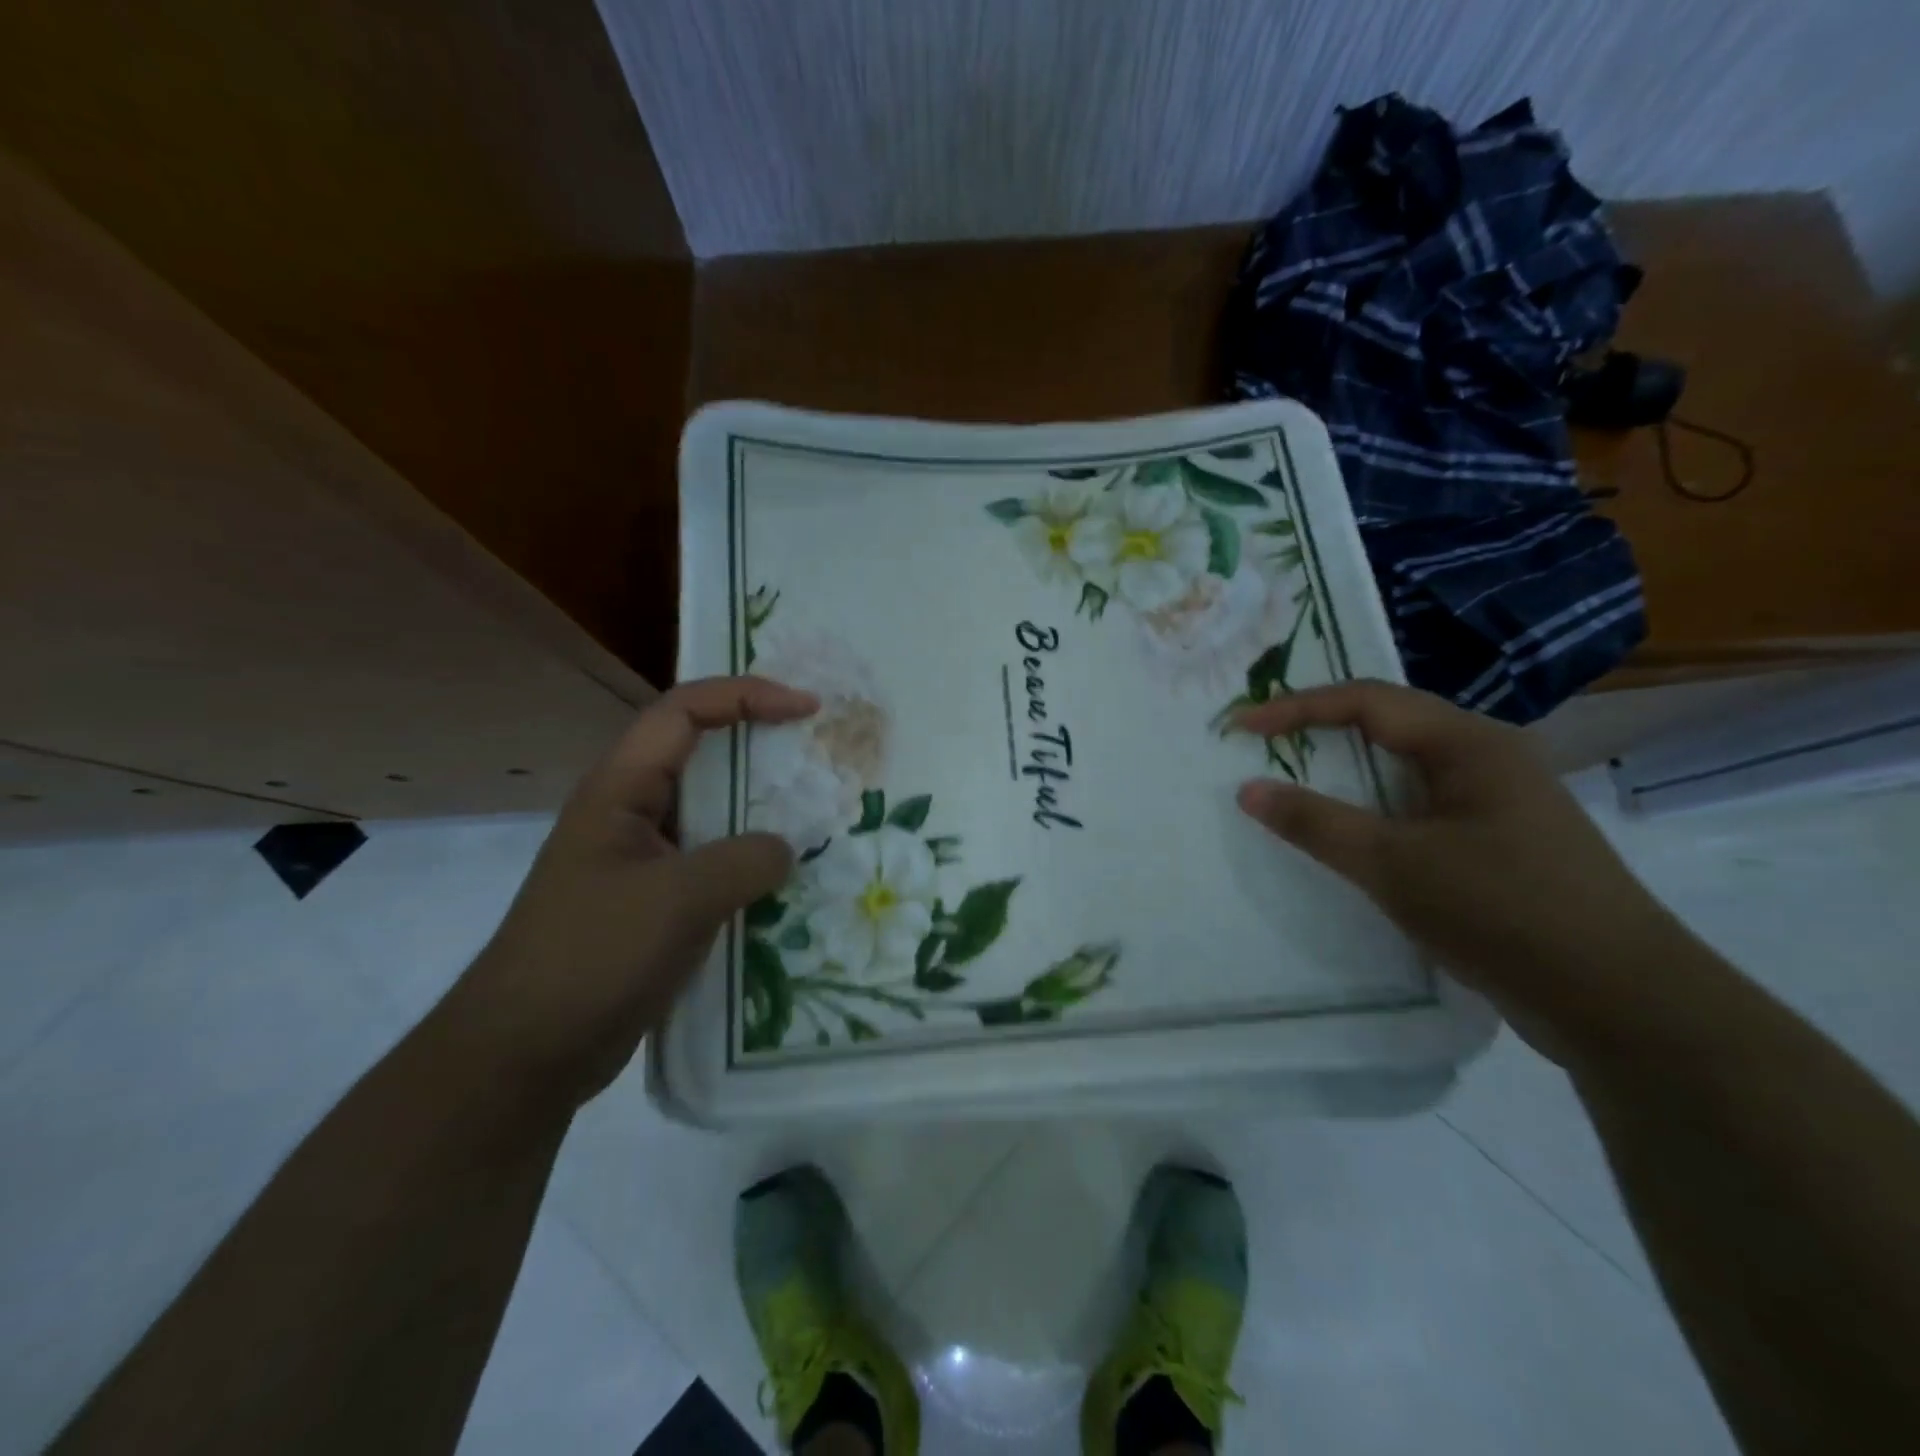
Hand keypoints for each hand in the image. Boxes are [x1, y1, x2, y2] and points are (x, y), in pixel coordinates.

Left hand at [447, 676, 816, 1104]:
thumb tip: (785, 850)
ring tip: (819, 815)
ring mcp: (643, 859)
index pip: (685, 711)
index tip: (806, 709)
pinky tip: (790, 882)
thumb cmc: (592, 957)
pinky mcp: (656, 902)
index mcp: (621, 789)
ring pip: (713, 813)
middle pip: (702, 754)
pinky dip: (752, 862)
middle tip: (820, 754)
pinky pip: (713, 863)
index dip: (746, 695)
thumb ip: (744, 861)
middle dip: (762, 746)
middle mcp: (631, 812)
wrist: (526, 1054)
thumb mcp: (677, 899)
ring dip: (762, 810)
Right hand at [1235, 680, 1693, 1061]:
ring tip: (1294, 783)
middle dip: (1320, 731)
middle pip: (1388, 726)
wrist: (1624, 1004)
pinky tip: (1352, 837)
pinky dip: (1374, 811)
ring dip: (1347, 773)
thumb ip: (1316, 823)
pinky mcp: (1500, 845)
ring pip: (1404, 771)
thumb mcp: (1395, 865)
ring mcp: (1498, 803)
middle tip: (1263, 745)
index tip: (1240, 727)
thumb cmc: (1503, 911)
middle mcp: (1487, 759)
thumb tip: (1248, 791)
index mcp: (1469, 743)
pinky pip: (1419, 809)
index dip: (1297, 708)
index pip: (1367, 701)